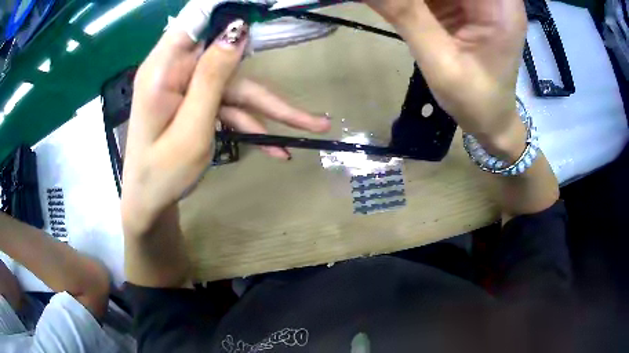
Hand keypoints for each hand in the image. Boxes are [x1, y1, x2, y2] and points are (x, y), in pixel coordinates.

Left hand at [122, 19, 330, 236]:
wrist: (149, 204)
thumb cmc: (161, 174)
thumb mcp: (192, 128)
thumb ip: (213, 76)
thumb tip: (237, 30)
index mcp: (164, 68)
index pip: (197, 19)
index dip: (229, 11)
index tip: (264, 9)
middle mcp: (176, 70)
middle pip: (229, 63)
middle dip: (269, 89)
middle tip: (311, 104)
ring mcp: (186, 87)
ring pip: (234, 88)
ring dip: (268, 112)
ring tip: (310, 129)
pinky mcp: (194, 102)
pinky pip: (226, 106)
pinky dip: (249, 124)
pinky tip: (276, 147)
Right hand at [365, 0, 527, 151]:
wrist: (491, 119)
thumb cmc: (476, 101)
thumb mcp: (441, 62)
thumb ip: (405, 15)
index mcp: (500, 4)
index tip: (399, 0)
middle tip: (391, 4)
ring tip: (392, 8)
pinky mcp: (464, 4)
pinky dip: (413, 0)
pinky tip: (397, 7)